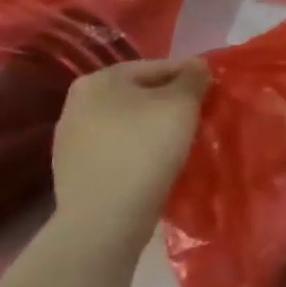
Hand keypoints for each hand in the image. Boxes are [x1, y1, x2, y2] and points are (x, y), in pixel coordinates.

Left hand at [51, 59, 209, 247]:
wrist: (104, 219)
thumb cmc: (144, 149)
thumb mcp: (181, 104)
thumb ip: (193, 78)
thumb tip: (198, 67)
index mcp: (99, 79)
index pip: (156, 67)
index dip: (189, 76)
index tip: (213, 90)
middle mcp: (77, 104)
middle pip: (140, 95)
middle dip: (170, 103)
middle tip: (200, 116)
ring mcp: (72, 141)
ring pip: (129, 124)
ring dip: (154, 128)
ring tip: (183, 142)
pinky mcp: (76, 172)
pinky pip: (118, 151)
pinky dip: (139, 152)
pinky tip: (158, 165)